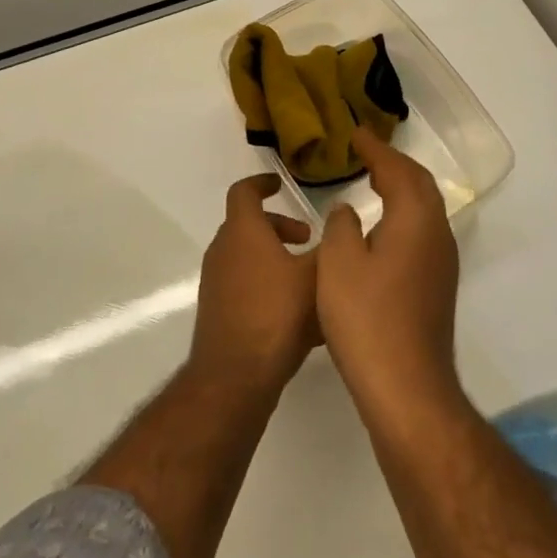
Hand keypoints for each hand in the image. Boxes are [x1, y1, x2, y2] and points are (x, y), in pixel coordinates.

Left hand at [188, 173, 318, 396]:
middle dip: (278, 227)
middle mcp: (223, 249)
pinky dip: (265, 281)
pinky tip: (293, 309)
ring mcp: (216, 281)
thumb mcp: (316, 276)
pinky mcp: (217, 309)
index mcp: (243, 231)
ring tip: (305, 276)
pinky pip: (243, 282)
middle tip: (307, 239)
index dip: (262, 183)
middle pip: (248, 225)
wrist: (235, 375)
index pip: (244, 191)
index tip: (280, 183)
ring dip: (273, 256)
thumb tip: (340, 227)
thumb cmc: (277, 313)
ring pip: (246, 255)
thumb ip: (330, 248)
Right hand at [316, 126, 460, 416]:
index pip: (398, 169)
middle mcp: (437, 234)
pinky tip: (382, 228)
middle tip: (367, 152)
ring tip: (374, 180)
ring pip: (424, 209)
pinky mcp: (437, 286)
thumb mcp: (339, 263)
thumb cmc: (367, 318)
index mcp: (416, 220)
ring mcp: (441, 263)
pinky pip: (421, 231)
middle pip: (420, 185)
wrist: (407, 388)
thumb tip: (349, 210)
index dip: (376, 149)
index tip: (356, 134)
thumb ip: (342, 225)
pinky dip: (402, 214)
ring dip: (401, 188)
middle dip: (394, 163)